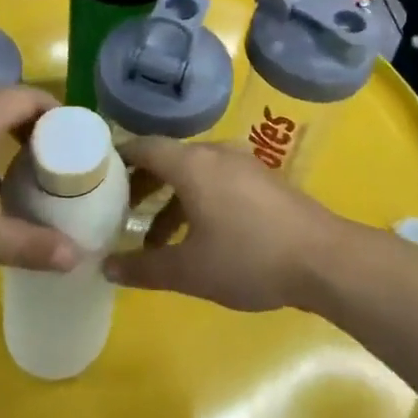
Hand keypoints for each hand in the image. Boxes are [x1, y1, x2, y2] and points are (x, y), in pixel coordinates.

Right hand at [104, 137, 353, 311]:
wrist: (323, 258)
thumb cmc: (248, 258)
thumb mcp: (189, 270)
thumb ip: (144, 267)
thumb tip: (105, 267)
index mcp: (192, 164)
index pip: (145, 147)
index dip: (118, 158)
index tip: (95, 175)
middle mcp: (215, 153)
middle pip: (168, 158)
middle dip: (142, 184)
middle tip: (118, 212)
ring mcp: (242, 163)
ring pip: (194, 173)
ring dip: (170, 200)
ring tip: (155, 241)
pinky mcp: (262, 180)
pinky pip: (216, 180)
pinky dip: (196, 200)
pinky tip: (197, 237)